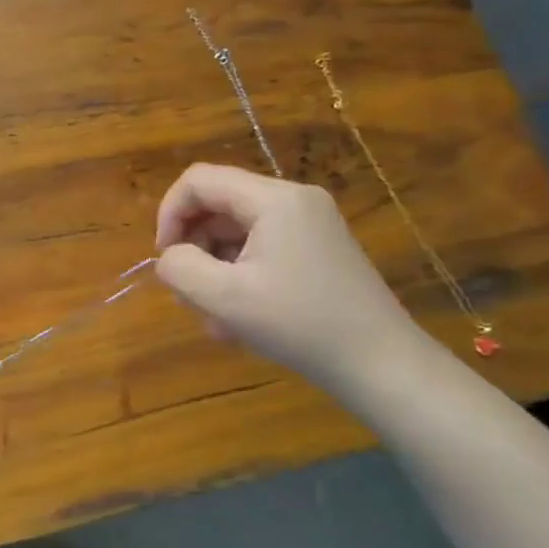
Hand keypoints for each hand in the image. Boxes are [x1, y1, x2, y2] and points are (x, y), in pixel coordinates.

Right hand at [154, 163, 429, 390]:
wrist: (383, 366)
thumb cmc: (300, 325)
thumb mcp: (224, 298)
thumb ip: (179, 267)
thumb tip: (170, 257)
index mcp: (274, 199)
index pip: (198, 181)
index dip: (169, 214)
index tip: (165, 258)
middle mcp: (294, 200)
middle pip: (219, 204)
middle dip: (194, 246)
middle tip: (188, 292)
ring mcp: (311, 224)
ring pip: (237, 230)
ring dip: (215, 267)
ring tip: (215, 316)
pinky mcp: (319, 249)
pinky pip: (262, 247)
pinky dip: (241, 275)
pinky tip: (239, 318)